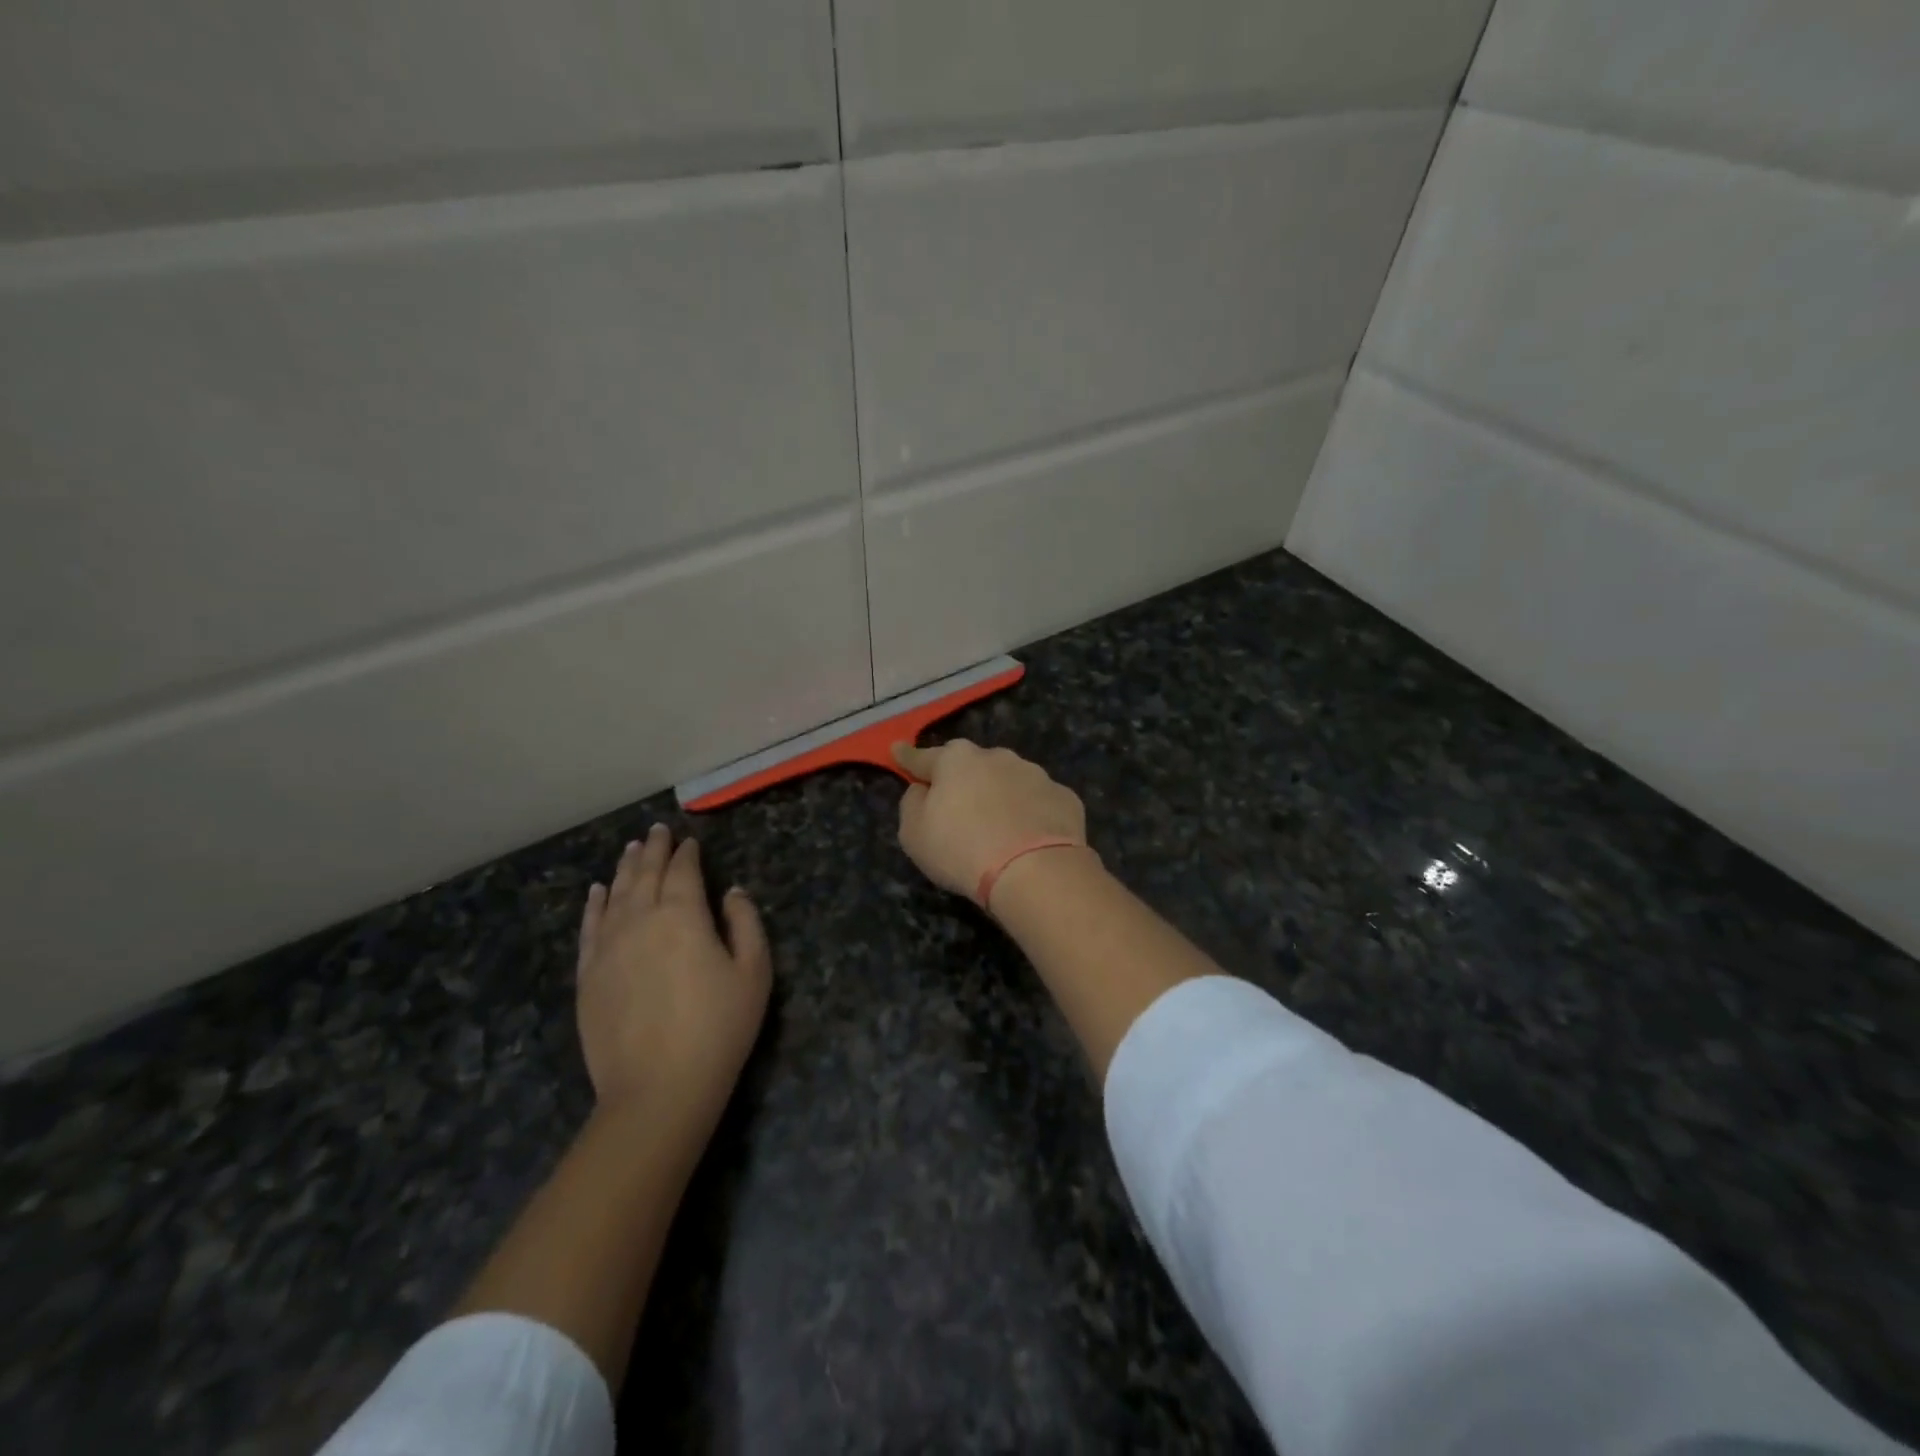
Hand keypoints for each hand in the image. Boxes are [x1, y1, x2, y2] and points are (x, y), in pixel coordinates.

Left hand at [575, 826, 770, 1126]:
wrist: (657, 1088)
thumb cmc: (718, 1028)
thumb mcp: (754, 973)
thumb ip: (746, 924)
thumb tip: (733, 892)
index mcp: (684, 915)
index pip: (683, 871)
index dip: (688, 854)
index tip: (690, 841)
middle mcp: (641, 919)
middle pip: (646, 874)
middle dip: (655, 849)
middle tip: (658, 831)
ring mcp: (608, 946)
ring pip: (616, 893)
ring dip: (625, 867)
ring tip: (632, 848)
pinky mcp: (588, 974)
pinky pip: (589, 926)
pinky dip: (595, 903)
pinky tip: (598, 890)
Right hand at [893, 740, 1088, 902]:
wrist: (1035, 871)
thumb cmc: (962, 849)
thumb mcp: (914, 833)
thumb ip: (912, 804)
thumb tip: (922, 789)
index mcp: (956, 760)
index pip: (923, 757)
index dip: (908, 758)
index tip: (897, 750)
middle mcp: (997, 757)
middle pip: (971, 766)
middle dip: (963, 780)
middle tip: (958, 807)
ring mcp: (1035, 775)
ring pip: (1009, 781)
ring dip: (999, 796)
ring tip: (998, 828)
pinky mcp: (1064, 798)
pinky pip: (1038, 803)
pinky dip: (1030, 814)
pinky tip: (1029, 838)